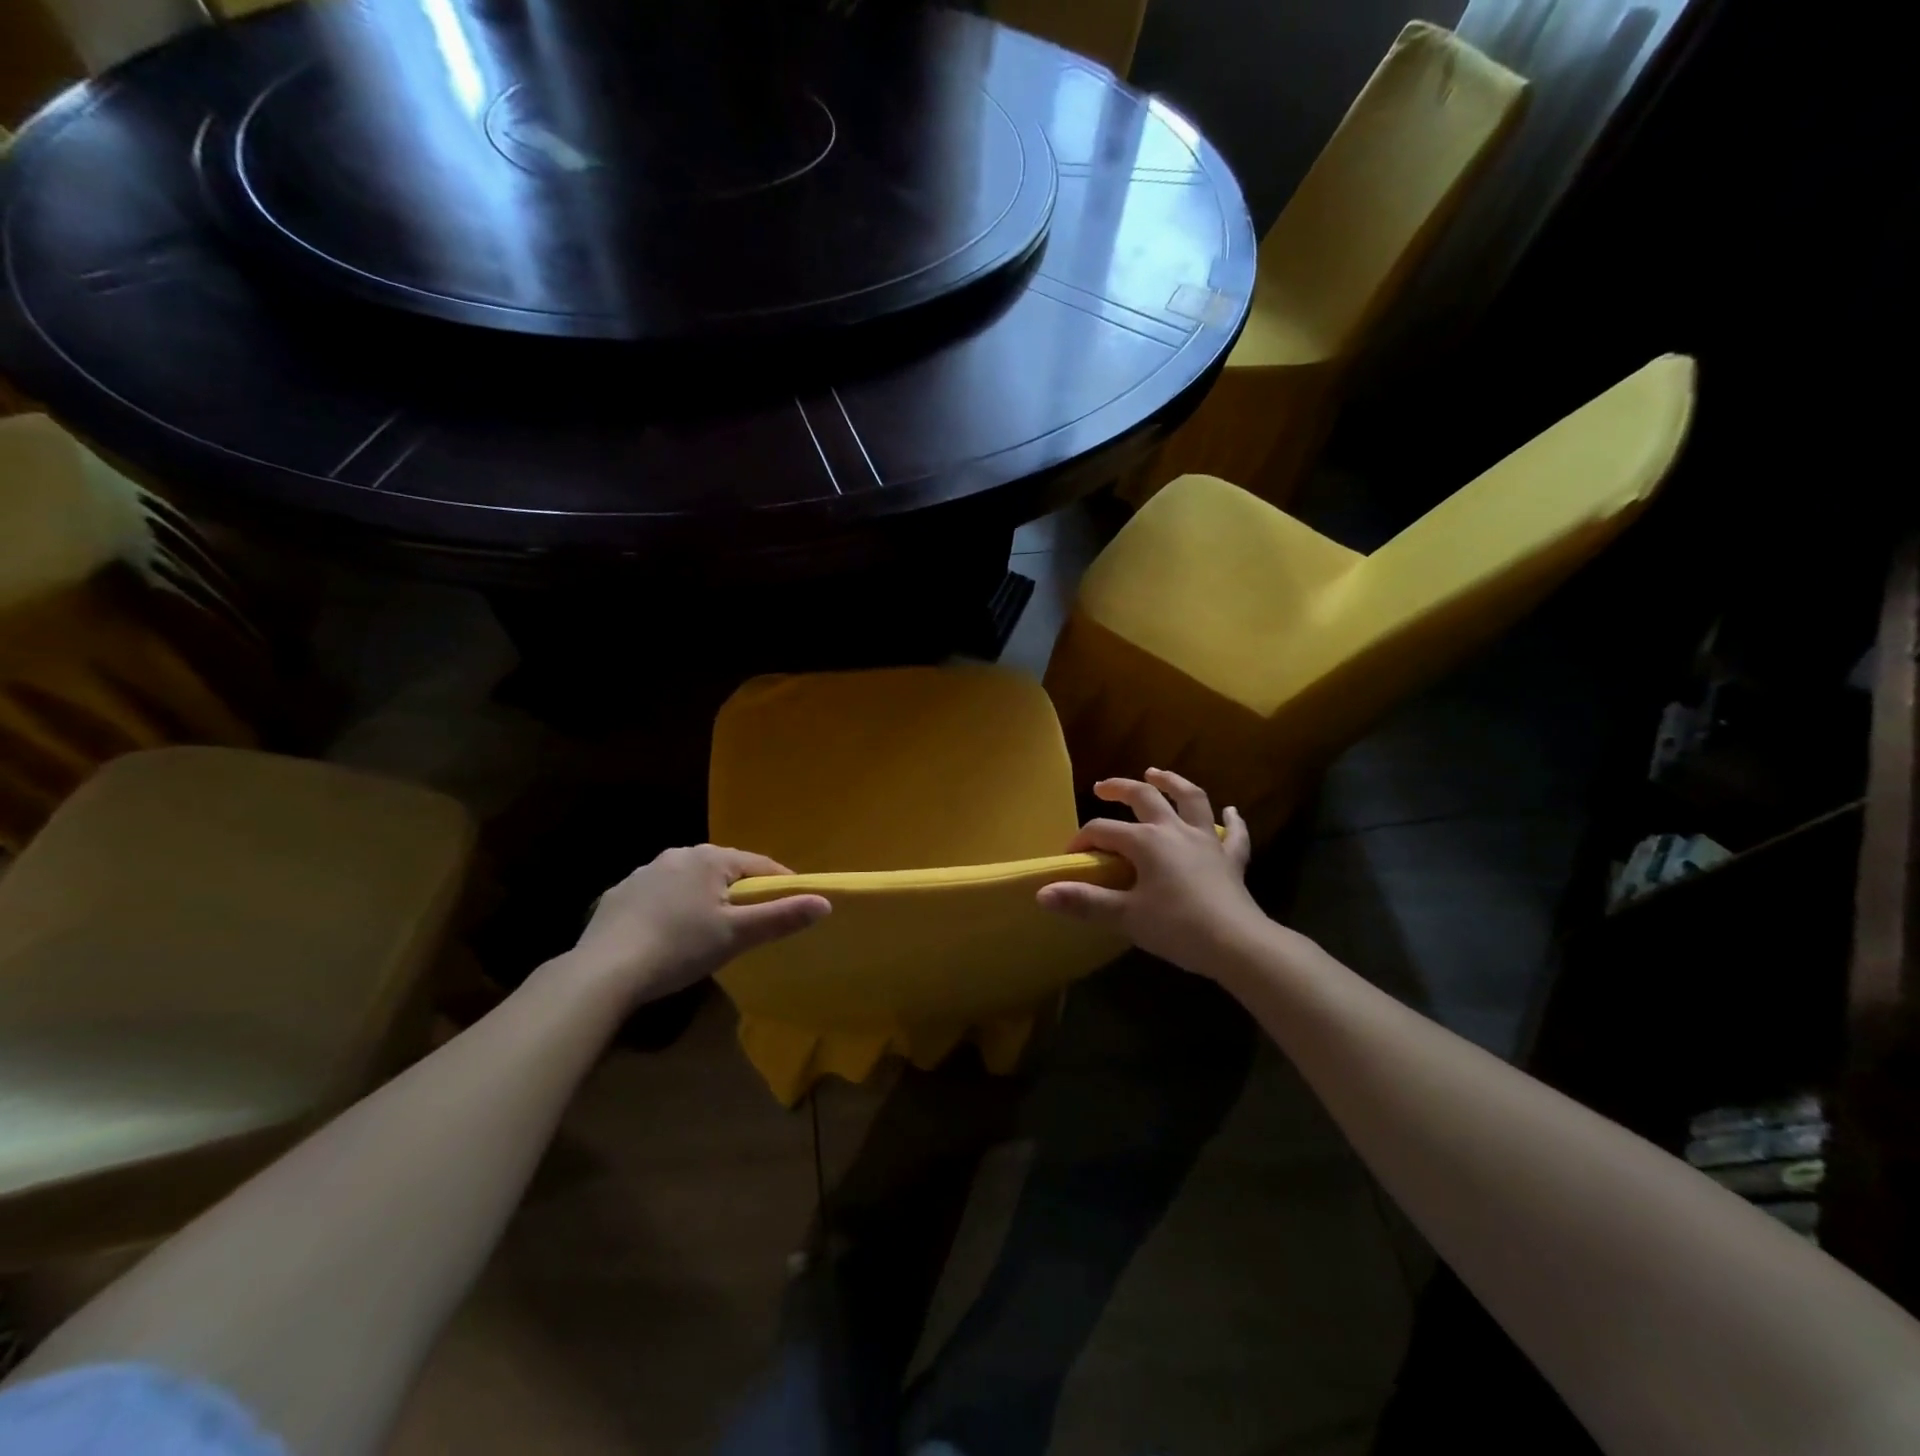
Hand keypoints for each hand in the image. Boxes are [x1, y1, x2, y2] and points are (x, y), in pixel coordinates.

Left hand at [563, 845, 829, 1006]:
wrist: (604, 971)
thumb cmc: (679, 947)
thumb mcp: (737, 935)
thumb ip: (781, 917)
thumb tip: (825, 903)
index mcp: (710, 858)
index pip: (759, 865)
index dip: (780, 885)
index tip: (791, 907)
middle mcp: (678, 854)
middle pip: (724, 870)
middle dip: (740, 891)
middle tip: (751, 923)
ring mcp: (644, 872)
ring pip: (690, 881)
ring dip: (705, 898)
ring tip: (710, 931)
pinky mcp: (620, 894)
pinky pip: (660, 895)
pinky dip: (673, 908)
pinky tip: (669, 935)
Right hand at [1037, 770, 1270, 979]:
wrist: (1238, 945)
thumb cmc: (1178, 928)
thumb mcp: (1126, 916)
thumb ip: (1084, 902)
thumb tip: (1042, 893)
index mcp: (1146, 841)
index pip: (1104, 831)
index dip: (1082, 840)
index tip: (1071, 857)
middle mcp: (1175, 830)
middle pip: (1144, 797)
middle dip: (1120, 788)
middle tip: (1102, 787)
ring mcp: (1206, 841)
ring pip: (1191, 799)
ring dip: (1173, 782)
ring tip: (1157, 773)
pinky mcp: (1231, 859)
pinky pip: (1233, 834)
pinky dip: (1232, 821)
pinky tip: (1231, 811)